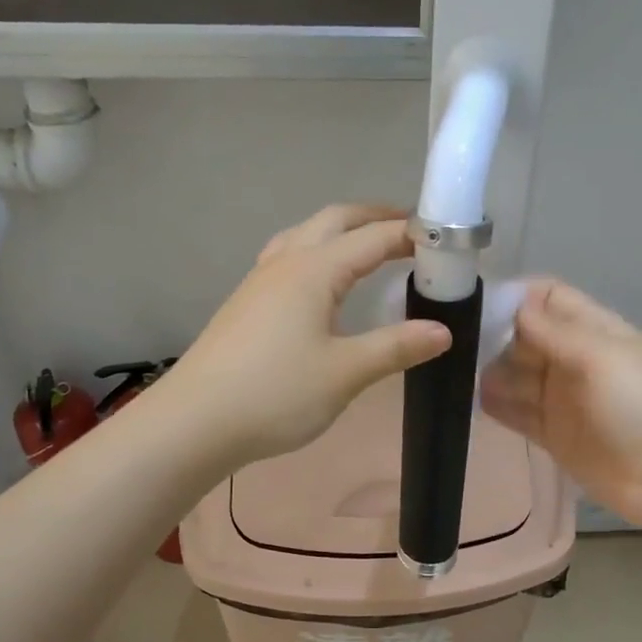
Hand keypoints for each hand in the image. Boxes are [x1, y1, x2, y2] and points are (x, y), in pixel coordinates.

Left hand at [161, 204, 451, 467]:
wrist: (194, 423)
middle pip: (334, 220)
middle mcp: (285, 263)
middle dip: (375, 218)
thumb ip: (396, 348)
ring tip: (369, 249)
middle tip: (412, 233)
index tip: (447, 239)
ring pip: (305, 235)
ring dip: (342, 232)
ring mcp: (259, 282)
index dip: (411, 234)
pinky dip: (317, 253)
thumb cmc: (275, 394)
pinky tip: (320, 285)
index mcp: (313, 270)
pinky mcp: (246, 305)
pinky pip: (288, 258)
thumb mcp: (345, 373)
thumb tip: (444, 331)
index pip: (373, 237)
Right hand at [480, 280, 641, 532]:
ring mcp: (562, 398)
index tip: (476, 304)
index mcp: (593, 330)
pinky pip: (517, 412)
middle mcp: (574, 359)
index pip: (548, 298)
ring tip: (455, 373)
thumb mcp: (601, 356)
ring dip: (490, 372)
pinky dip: (496, 405)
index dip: (515, 297)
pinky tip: (470, 401)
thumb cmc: (641, 406)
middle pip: (525, 336)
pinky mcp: (553, 434)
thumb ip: (554, 331)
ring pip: (516, 375)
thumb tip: (511, 303)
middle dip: (494, 335)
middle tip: (455, 344)